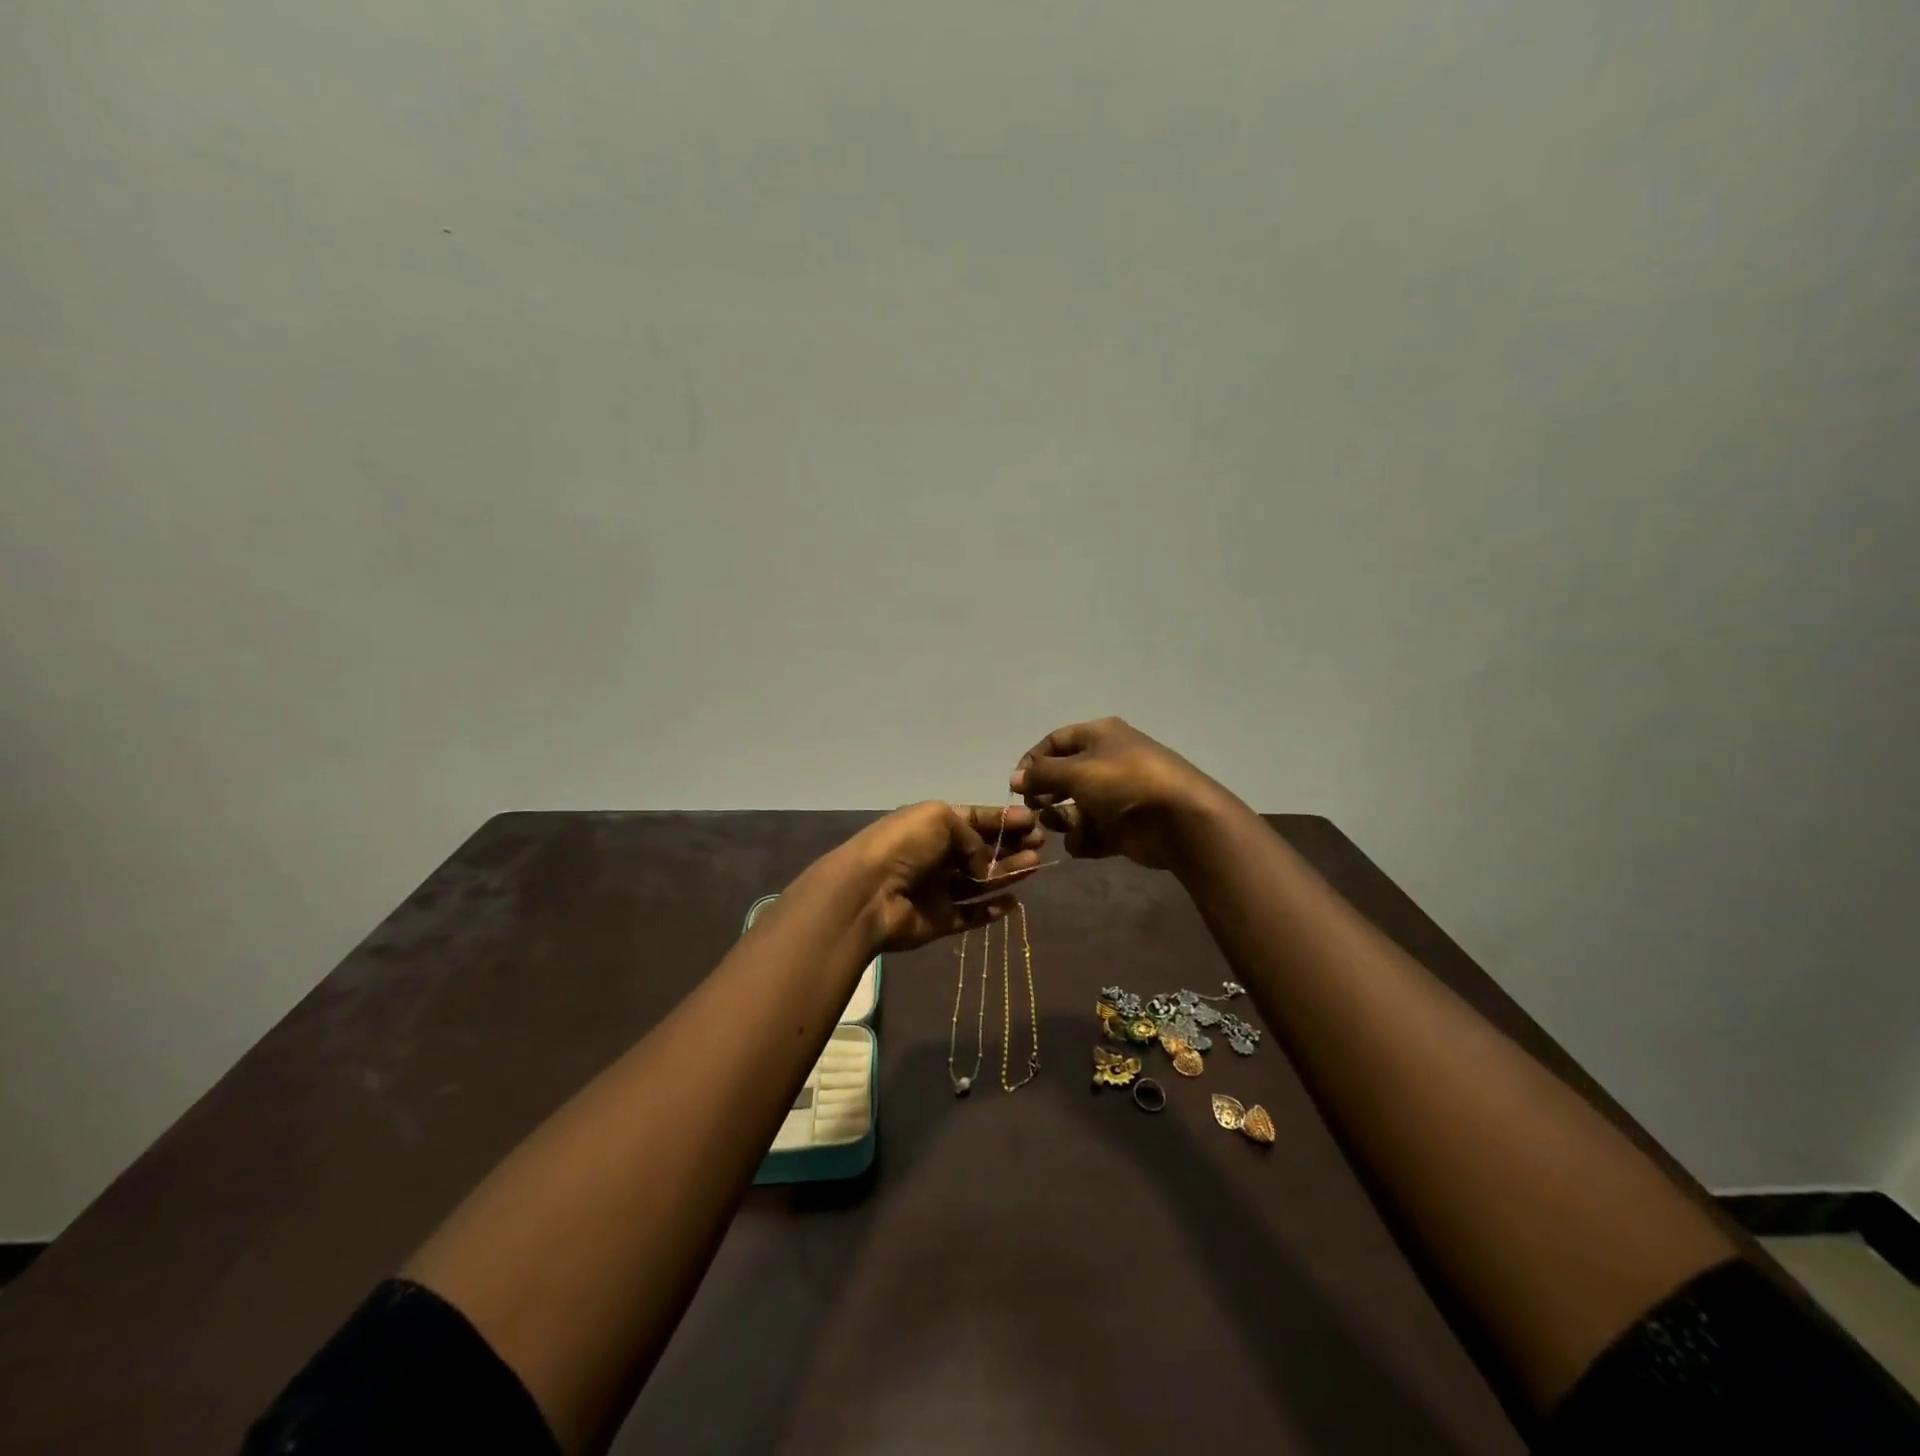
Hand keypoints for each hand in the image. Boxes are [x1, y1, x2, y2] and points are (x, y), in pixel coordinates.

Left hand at [835, 801, 1045, 953]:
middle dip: (1010, 845)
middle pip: (980, 850)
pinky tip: (1012, 901)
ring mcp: (937, 889)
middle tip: (1040, 843)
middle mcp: (936, 855)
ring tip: (1034, 865)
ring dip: (1006, 872)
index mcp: (932, 825)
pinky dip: (991, 909)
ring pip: (979, 881)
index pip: (974, 819)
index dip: (1002, 819)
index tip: (1032, 820)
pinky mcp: (939, 920)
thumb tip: (983, 863)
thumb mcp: (940, 820)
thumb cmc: (903, 846)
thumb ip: (973, 837)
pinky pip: (970, 914)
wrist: (868, 894)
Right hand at [1009, 717, 1234, 869]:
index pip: (1055, 742)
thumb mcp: (1076, 771)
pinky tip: (1087, 842)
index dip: (1032, 761)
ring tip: (1063, 827)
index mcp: (1099, 735)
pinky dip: (1085, 839)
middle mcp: (1107, 761)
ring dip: (1063, 820)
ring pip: (1075, 808)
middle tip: (1036, 809)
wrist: (1180, 819)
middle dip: (1047, 794)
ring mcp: (1116, 796)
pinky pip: (1092, 832)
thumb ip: (1041, 774)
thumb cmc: (1124, 782)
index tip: (1017, 785)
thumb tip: (1015, 778)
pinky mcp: (1122, 827)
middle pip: (1063, 777)